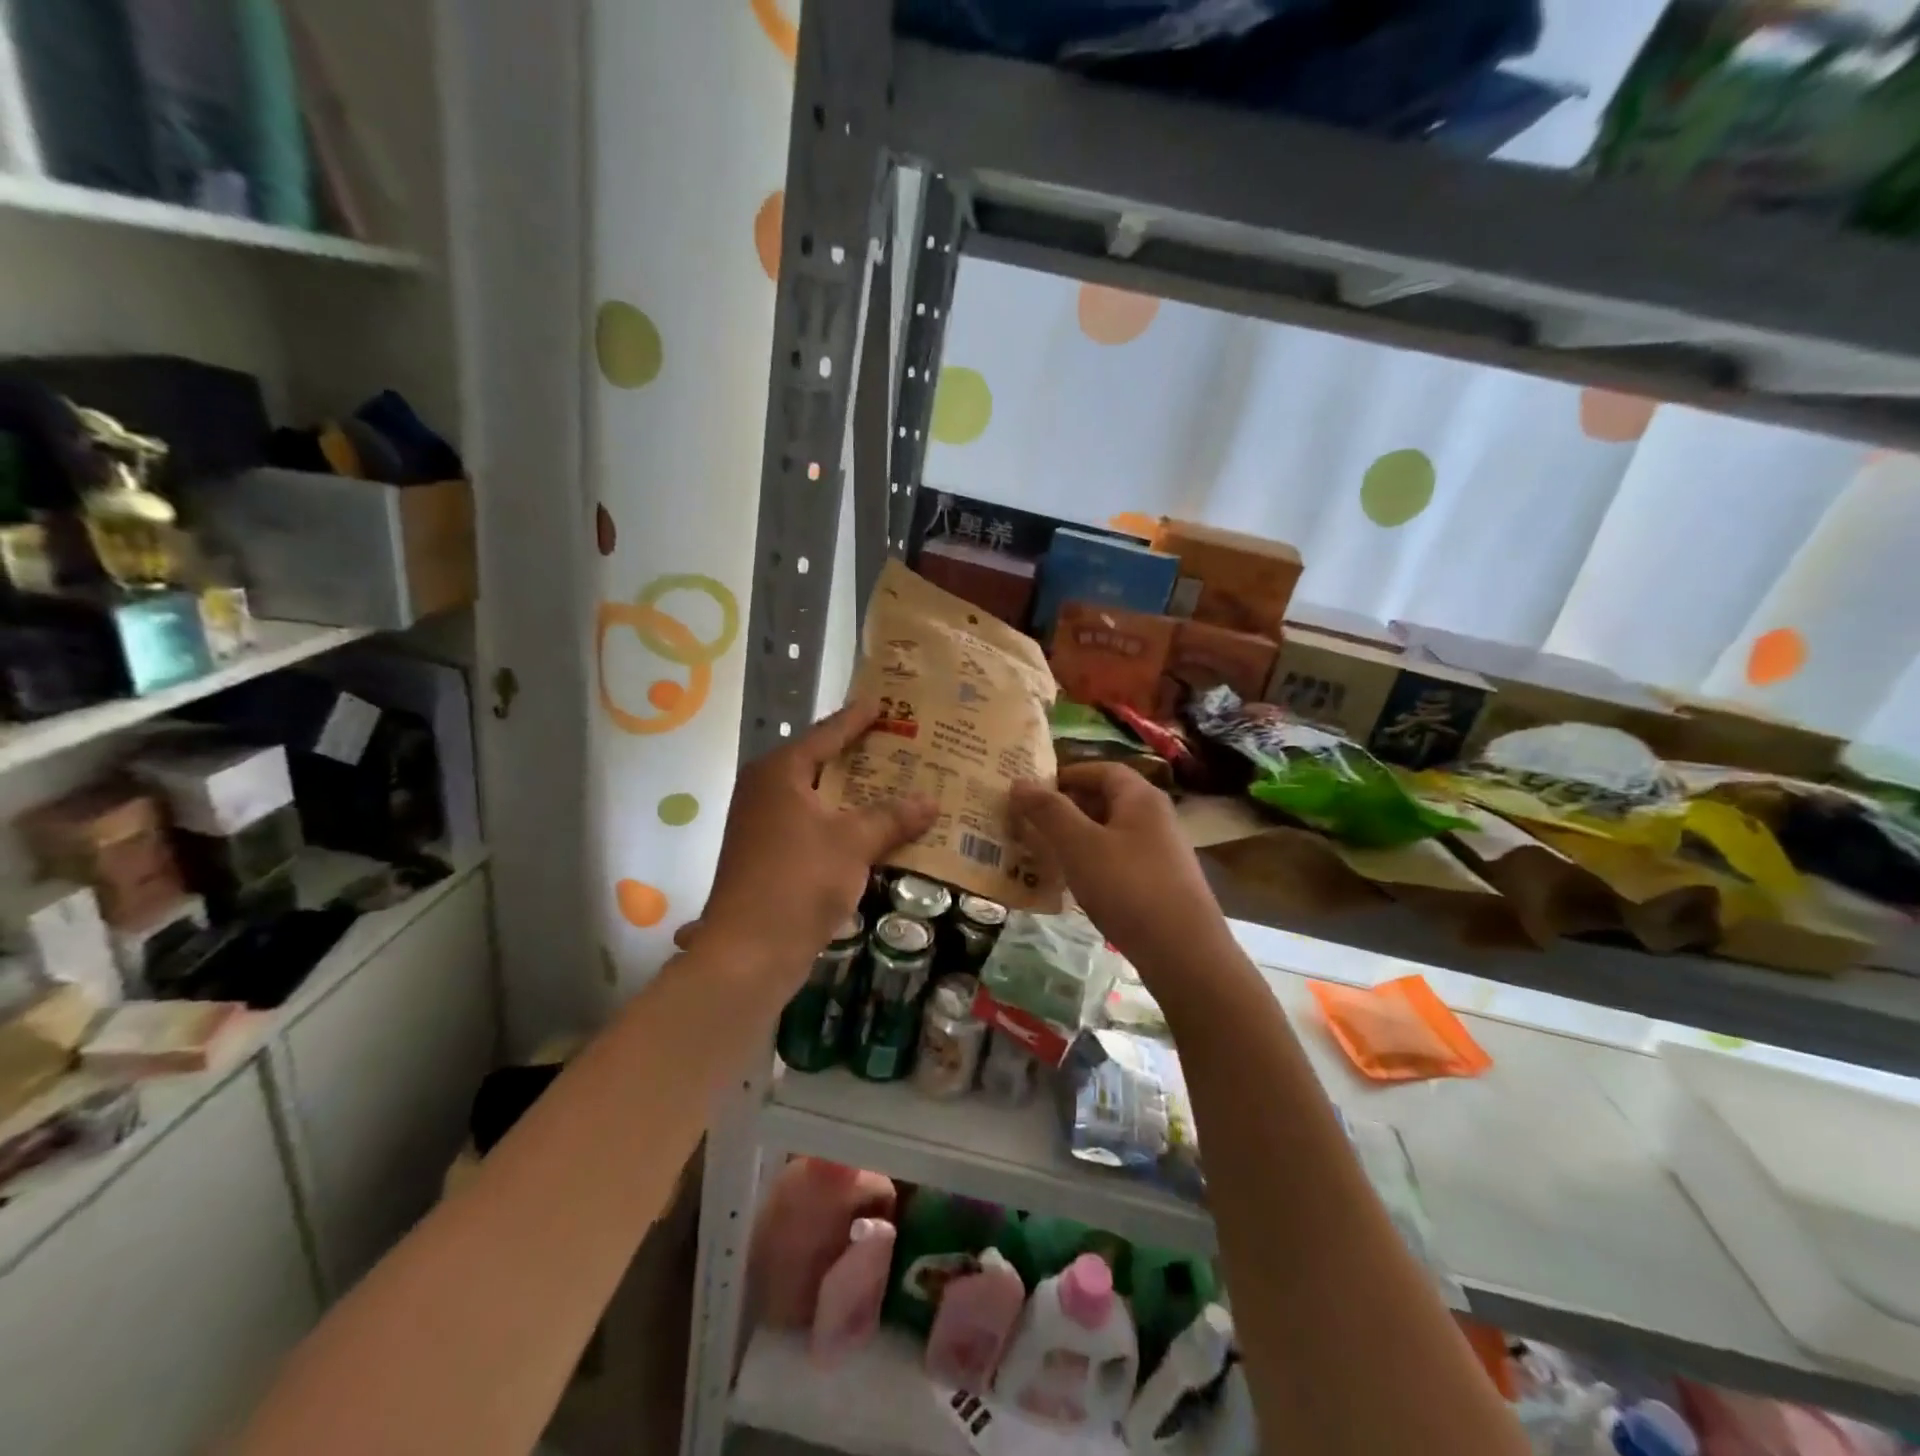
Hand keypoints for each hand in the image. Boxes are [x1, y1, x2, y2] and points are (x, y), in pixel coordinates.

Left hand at [698, 701, 936, 983]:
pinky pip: (814, 826)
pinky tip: (875, 830)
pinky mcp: (770, 856)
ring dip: (856, 795)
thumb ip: (892, 817)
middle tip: (902, 744)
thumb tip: (931, 801)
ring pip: (819, 798)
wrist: (749, 951)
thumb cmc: (799, 880)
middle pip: (822, 763)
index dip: (856, 719)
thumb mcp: (853, 843)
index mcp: (779, 773)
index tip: (883, 703)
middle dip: (861, 757)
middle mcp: (766, 790)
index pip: (826, 733)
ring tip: (897, 784)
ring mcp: (764, 825)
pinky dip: (843, 824)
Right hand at [1010, 763, 1226, 972]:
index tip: (1032, 791)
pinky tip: (1073, 885)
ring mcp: (1160, 852)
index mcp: (1140, 798)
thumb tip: (1020, 781)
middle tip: (1030, 823)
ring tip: (1043, 853)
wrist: (1184, 953)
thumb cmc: (1129, 887)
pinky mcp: (1160, 883)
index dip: (1066, 775)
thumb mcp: (1080, 845)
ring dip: (1076, 839)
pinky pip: (1118, 861)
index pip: (1101, 769)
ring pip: (1109, 833)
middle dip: (1066, 809)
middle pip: (1105, 800)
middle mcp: (1155, 818)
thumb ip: (1049, 811)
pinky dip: (1092, 864)